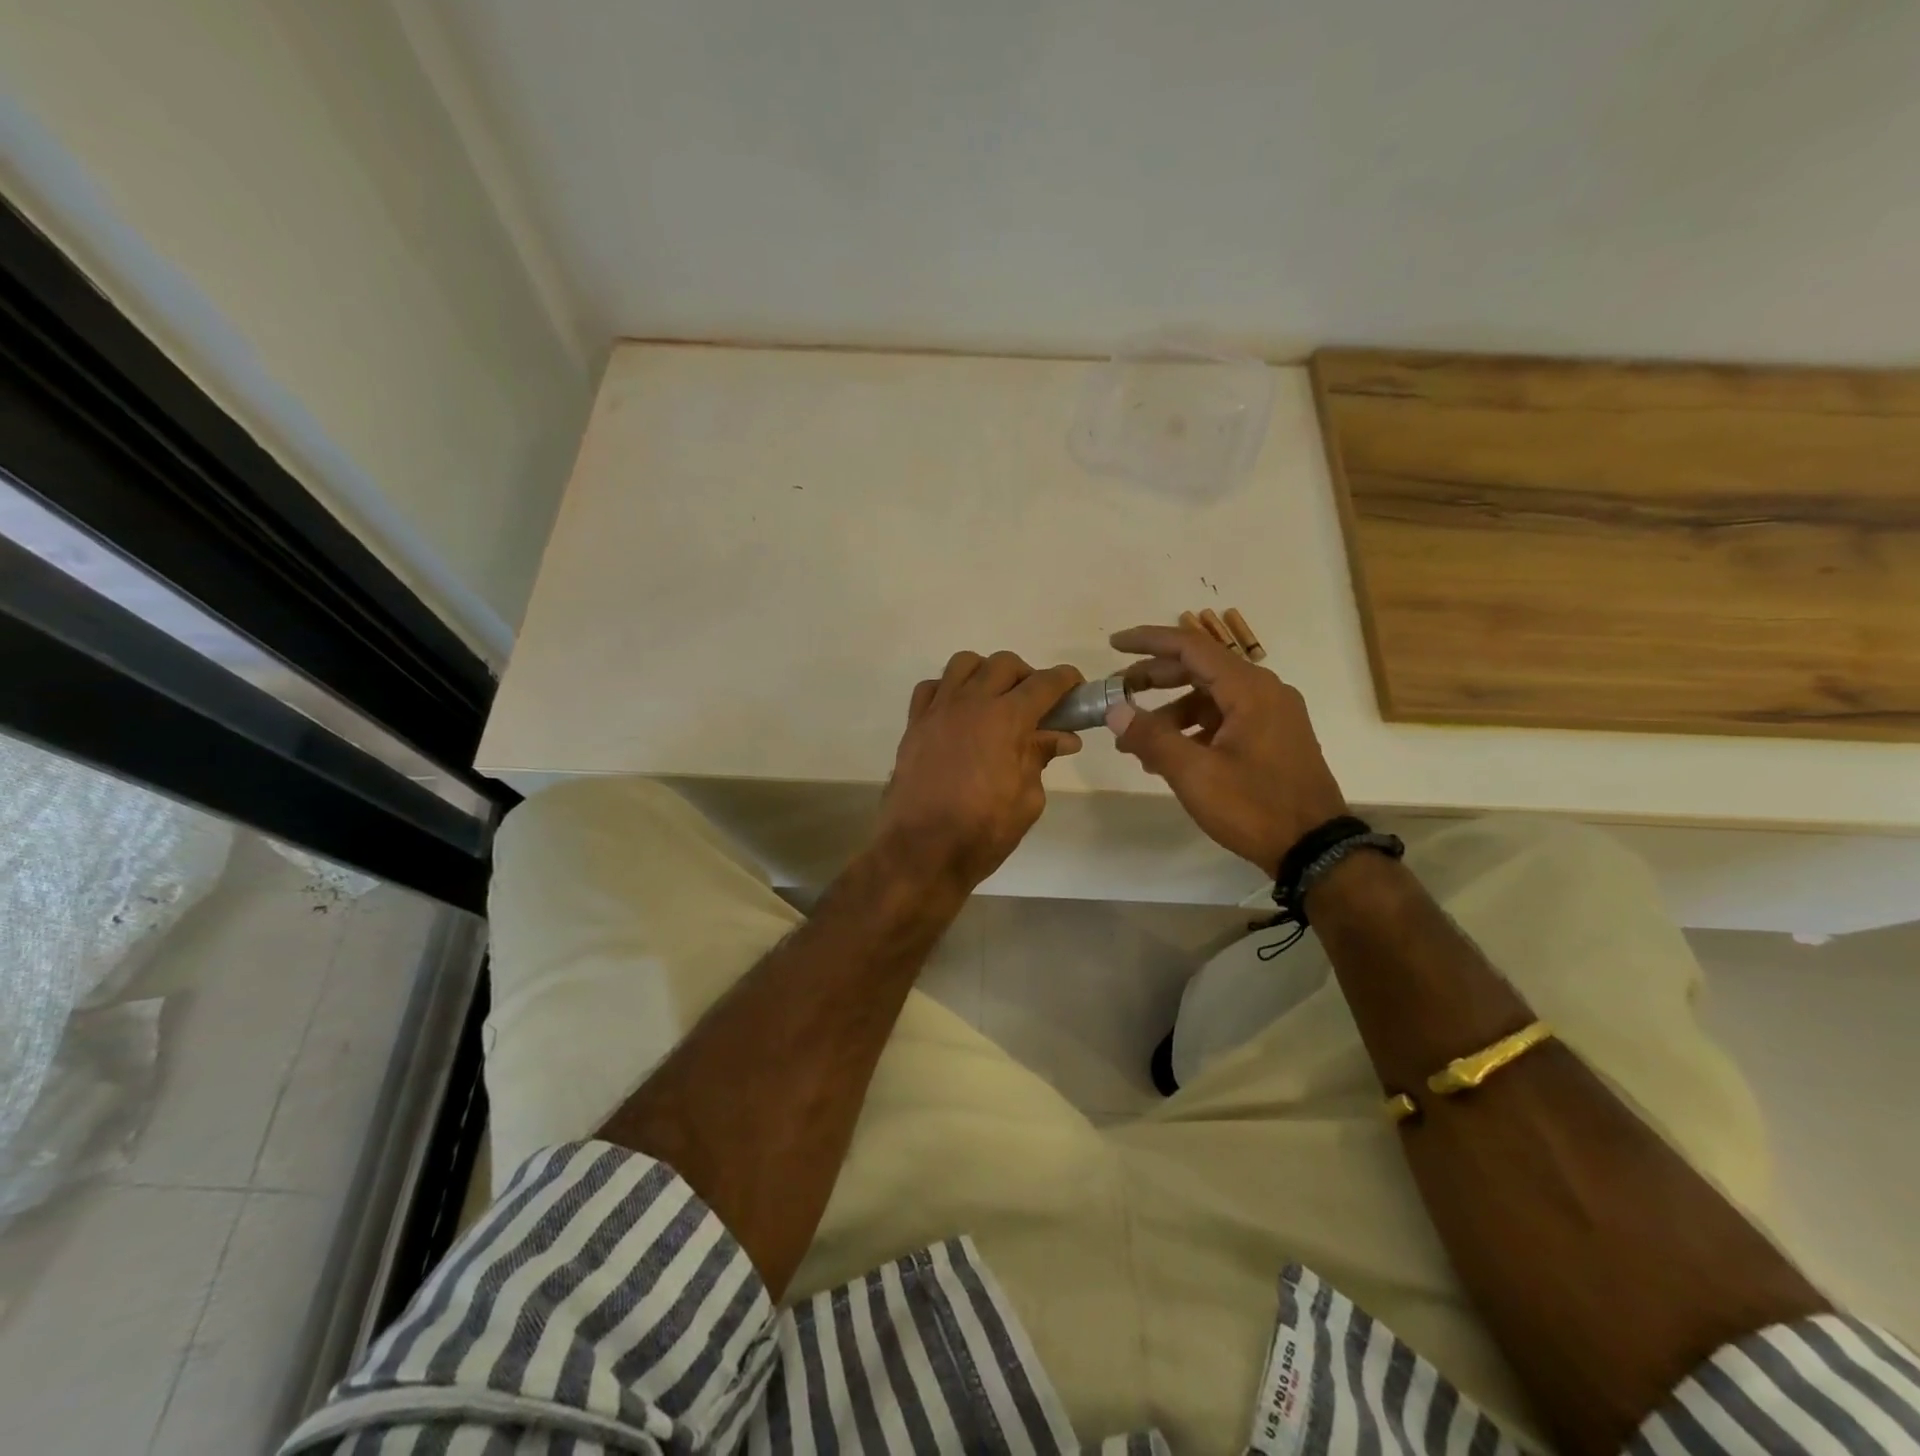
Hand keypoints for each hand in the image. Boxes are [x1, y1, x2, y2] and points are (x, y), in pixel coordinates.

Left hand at [875, 651, 1083, 890]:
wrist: (922, 851)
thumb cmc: (982, 831)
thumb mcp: (1027, 799)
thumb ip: (1040, 758)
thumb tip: (1062, 738)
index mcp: (1006, 719)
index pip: (1044, 683)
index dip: (1065, 680)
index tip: (1076, 686)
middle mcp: (971, 703)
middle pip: (1003, 664)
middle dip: (1027, 675)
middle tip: (1036, 704)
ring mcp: (938, 711)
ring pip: (964, 664)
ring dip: (986, 673)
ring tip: (994, 701)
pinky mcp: (914, 725)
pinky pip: (931, 688)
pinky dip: (948, 690)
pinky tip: (957, 713)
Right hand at [1107, 624, 1348, 871]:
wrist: (1315, 849)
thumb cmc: (1254, 807)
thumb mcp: (1194, 774)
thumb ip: (1152, 737)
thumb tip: (1115, 710)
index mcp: (1249, 689)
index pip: (1190, 646)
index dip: (1148, 641)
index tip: (1113, 645)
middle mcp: (1264, 691)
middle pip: (1199, 669)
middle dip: (1153, 679)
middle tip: (1117, 695)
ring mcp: (1271, 715)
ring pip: (1209, 697)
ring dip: (1169, 712)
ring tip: (1134, 742)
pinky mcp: (1272, 738)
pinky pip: (1223, 719)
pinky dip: (1192, 729)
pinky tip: (1167, 756)